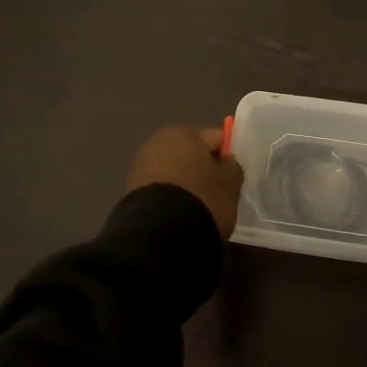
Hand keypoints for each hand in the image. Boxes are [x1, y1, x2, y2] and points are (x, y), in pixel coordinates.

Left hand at [127, 125, 244, 238]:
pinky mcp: (131, 193)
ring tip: (200, 208)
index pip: (216, 138)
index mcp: (183, 132)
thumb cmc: (202, 197)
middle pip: (192, 154)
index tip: (235, 177)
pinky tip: (181, 216)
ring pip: (175, 173)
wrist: (160, 233)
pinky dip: (172, 199)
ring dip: (187, 185)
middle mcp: (157, 143)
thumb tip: (225, 162)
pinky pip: (162, 191)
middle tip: (219, 193)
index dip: (228, 157)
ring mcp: (141, 168)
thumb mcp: (230, 181)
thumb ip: (232, 166)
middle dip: (204, 170)